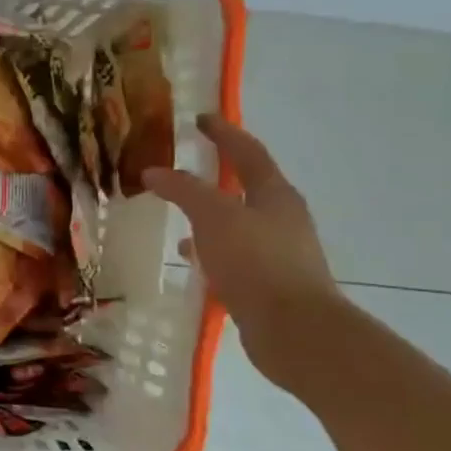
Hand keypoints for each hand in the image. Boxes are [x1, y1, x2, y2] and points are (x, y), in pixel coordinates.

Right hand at [141, 115, 342, 379]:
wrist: (296, 331)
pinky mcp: (268, 282)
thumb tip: (154, 171)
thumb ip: (184, 191)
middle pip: (246, 187)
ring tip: (177, 217)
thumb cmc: (257, 263)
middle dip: (216, 175)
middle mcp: (281, 218)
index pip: (247, 152)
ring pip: (237, 223)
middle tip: (184, 167)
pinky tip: (190, 259)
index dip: (223, 133)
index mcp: (274, 195)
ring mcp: (277, 252)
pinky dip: (210, 249)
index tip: (200, 118)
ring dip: (210, 216)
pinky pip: (233, 254)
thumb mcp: (214, 217)